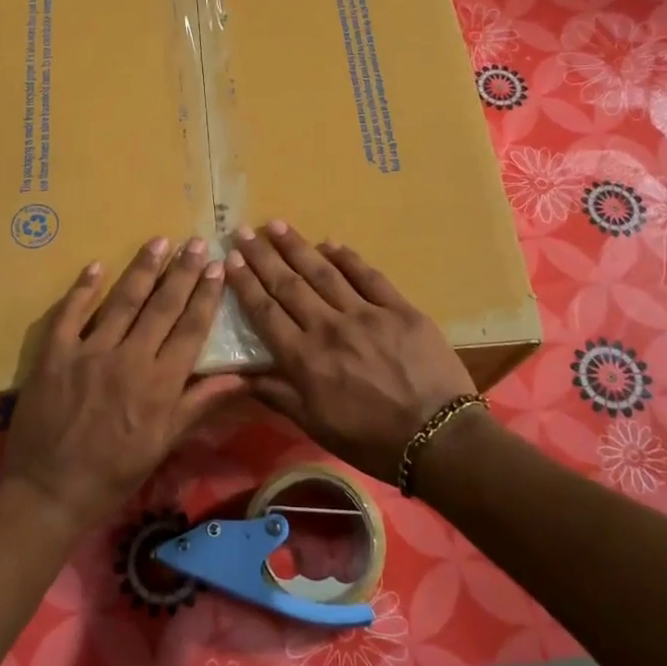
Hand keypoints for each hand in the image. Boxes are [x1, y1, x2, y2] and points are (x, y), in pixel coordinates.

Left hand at [2, 236, 244, 533]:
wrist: (50, 492)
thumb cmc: (114, 473)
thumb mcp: (164, 443)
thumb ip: (199, 403)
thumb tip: (241, 377)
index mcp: (160, 384)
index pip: (190, 329)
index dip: (206, 296)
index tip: (218, 267)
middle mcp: (129, 359)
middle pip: (162, 306)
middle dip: (183, 272)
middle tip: (197, 242)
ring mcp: (89, 352)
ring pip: (122, 301)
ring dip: (143, 269)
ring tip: (159, 241)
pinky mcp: (54, 354)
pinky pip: (70, 314)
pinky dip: (83, 288)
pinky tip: (96, 266)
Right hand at [225, 221, 477, 482]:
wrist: (437, 439)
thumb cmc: (371, 440)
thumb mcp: (315, 426)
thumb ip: (277, 395)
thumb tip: (238, 375)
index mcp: (305, 359)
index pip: (266, 312)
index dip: (245, 284)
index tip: (229, 260)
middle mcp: (329, 328)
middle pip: (289, 285)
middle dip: (263, 256)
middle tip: (244, 231)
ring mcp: (366, 314)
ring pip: (324, 273)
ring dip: (298, 247)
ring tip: (278, 225)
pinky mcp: (399, 309)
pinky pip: (369, 276)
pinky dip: (348, 258)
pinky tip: (331, 243)